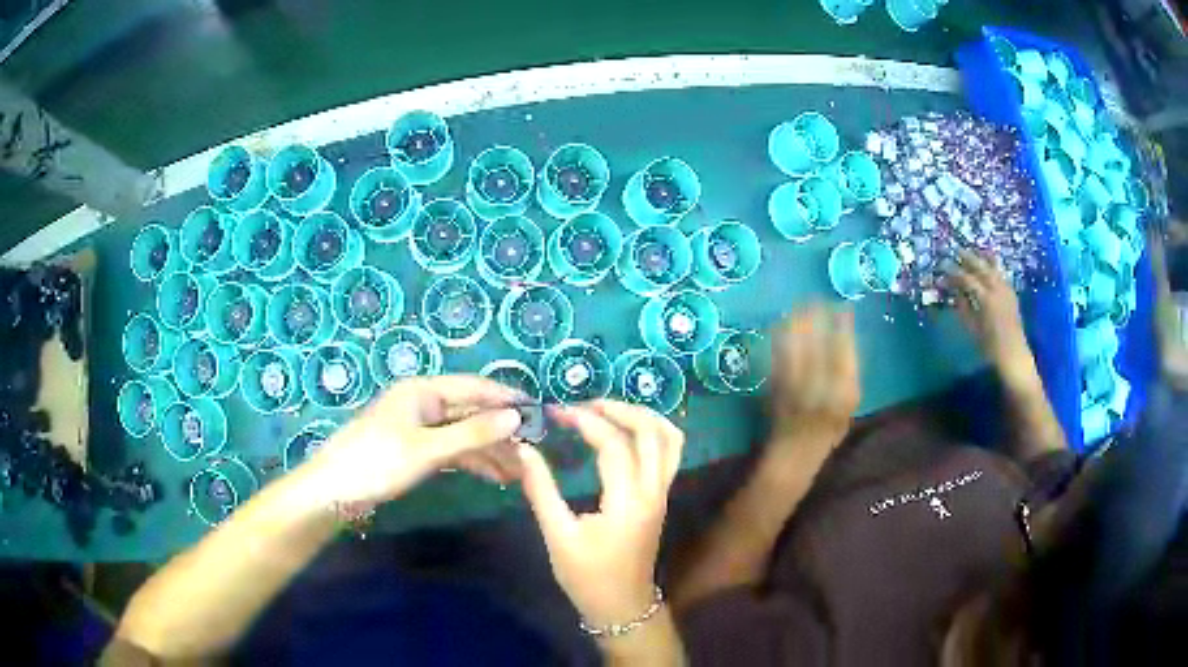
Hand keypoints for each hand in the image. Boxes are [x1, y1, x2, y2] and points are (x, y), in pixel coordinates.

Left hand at [307, 375, 523, 509]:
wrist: (334, 492)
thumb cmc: (377, 463)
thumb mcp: (427, 449)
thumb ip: (472, 433)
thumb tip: (516, 418)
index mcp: (423, 391)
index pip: (474, 387)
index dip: (506, 398)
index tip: (539, 413)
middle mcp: (422, 403)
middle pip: (470, 412)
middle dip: (501, 432)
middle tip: (532, 453)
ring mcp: (418, 427)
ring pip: (463, 433)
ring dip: (489, 450)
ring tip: (519, 472)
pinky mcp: (414, 450)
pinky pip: (451, 450)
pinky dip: (471, 461)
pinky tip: (493, 476)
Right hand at [518, 400, 683, 627]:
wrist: (622, 605)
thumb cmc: (587, 576)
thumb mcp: (557, 535)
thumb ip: (541, 490)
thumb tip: (524, 449)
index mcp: (628, 502)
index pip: (614, 444)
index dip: (585, 421)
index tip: (556, 412)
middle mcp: (654, 491)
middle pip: (651, 432)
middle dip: (618, 409)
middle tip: (583, 405)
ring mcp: (663, 493)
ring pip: (669, 439)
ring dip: (641, 416)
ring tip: (606, 409)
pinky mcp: (662, 497)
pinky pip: (670, 453)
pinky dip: (653, 431)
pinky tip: (627, 429)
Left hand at [768, 306, 859, 449]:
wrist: (794, 454)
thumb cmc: (827, 432)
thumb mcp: (849, 407)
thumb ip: (850, 377)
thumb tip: (848, 341)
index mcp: (844, 394)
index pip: (845, 352)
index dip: (843, 326)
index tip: (842, 307)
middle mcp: (820, 388)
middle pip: (818, 344)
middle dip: (816, 317)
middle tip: (815, 299)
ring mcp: (795, 388)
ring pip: (795, 347)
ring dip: (795, 323)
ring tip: (797, 307)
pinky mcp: (774, 389)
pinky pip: (776, 357)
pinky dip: (778, 338)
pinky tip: (779, 325)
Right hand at [947, 250, 1035, 386]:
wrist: (1014, 356)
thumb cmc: (990, 347)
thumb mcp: (973, 329)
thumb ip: (963, 308)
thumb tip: (954, 292)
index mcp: (986, 299)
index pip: (967, 279)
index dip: (954, 273)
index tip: (943, 269)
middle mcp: (997, 289)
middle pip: (982, 267)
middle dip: (968, 258)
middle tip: (956, 251)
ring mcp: (1006, 290)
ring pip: (994, 267)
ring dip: (982, 258)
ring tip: (973, 251)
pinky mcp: (1012, 294)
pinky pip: (1001, 274)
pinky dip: (993, 266)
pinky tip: (989, 265)